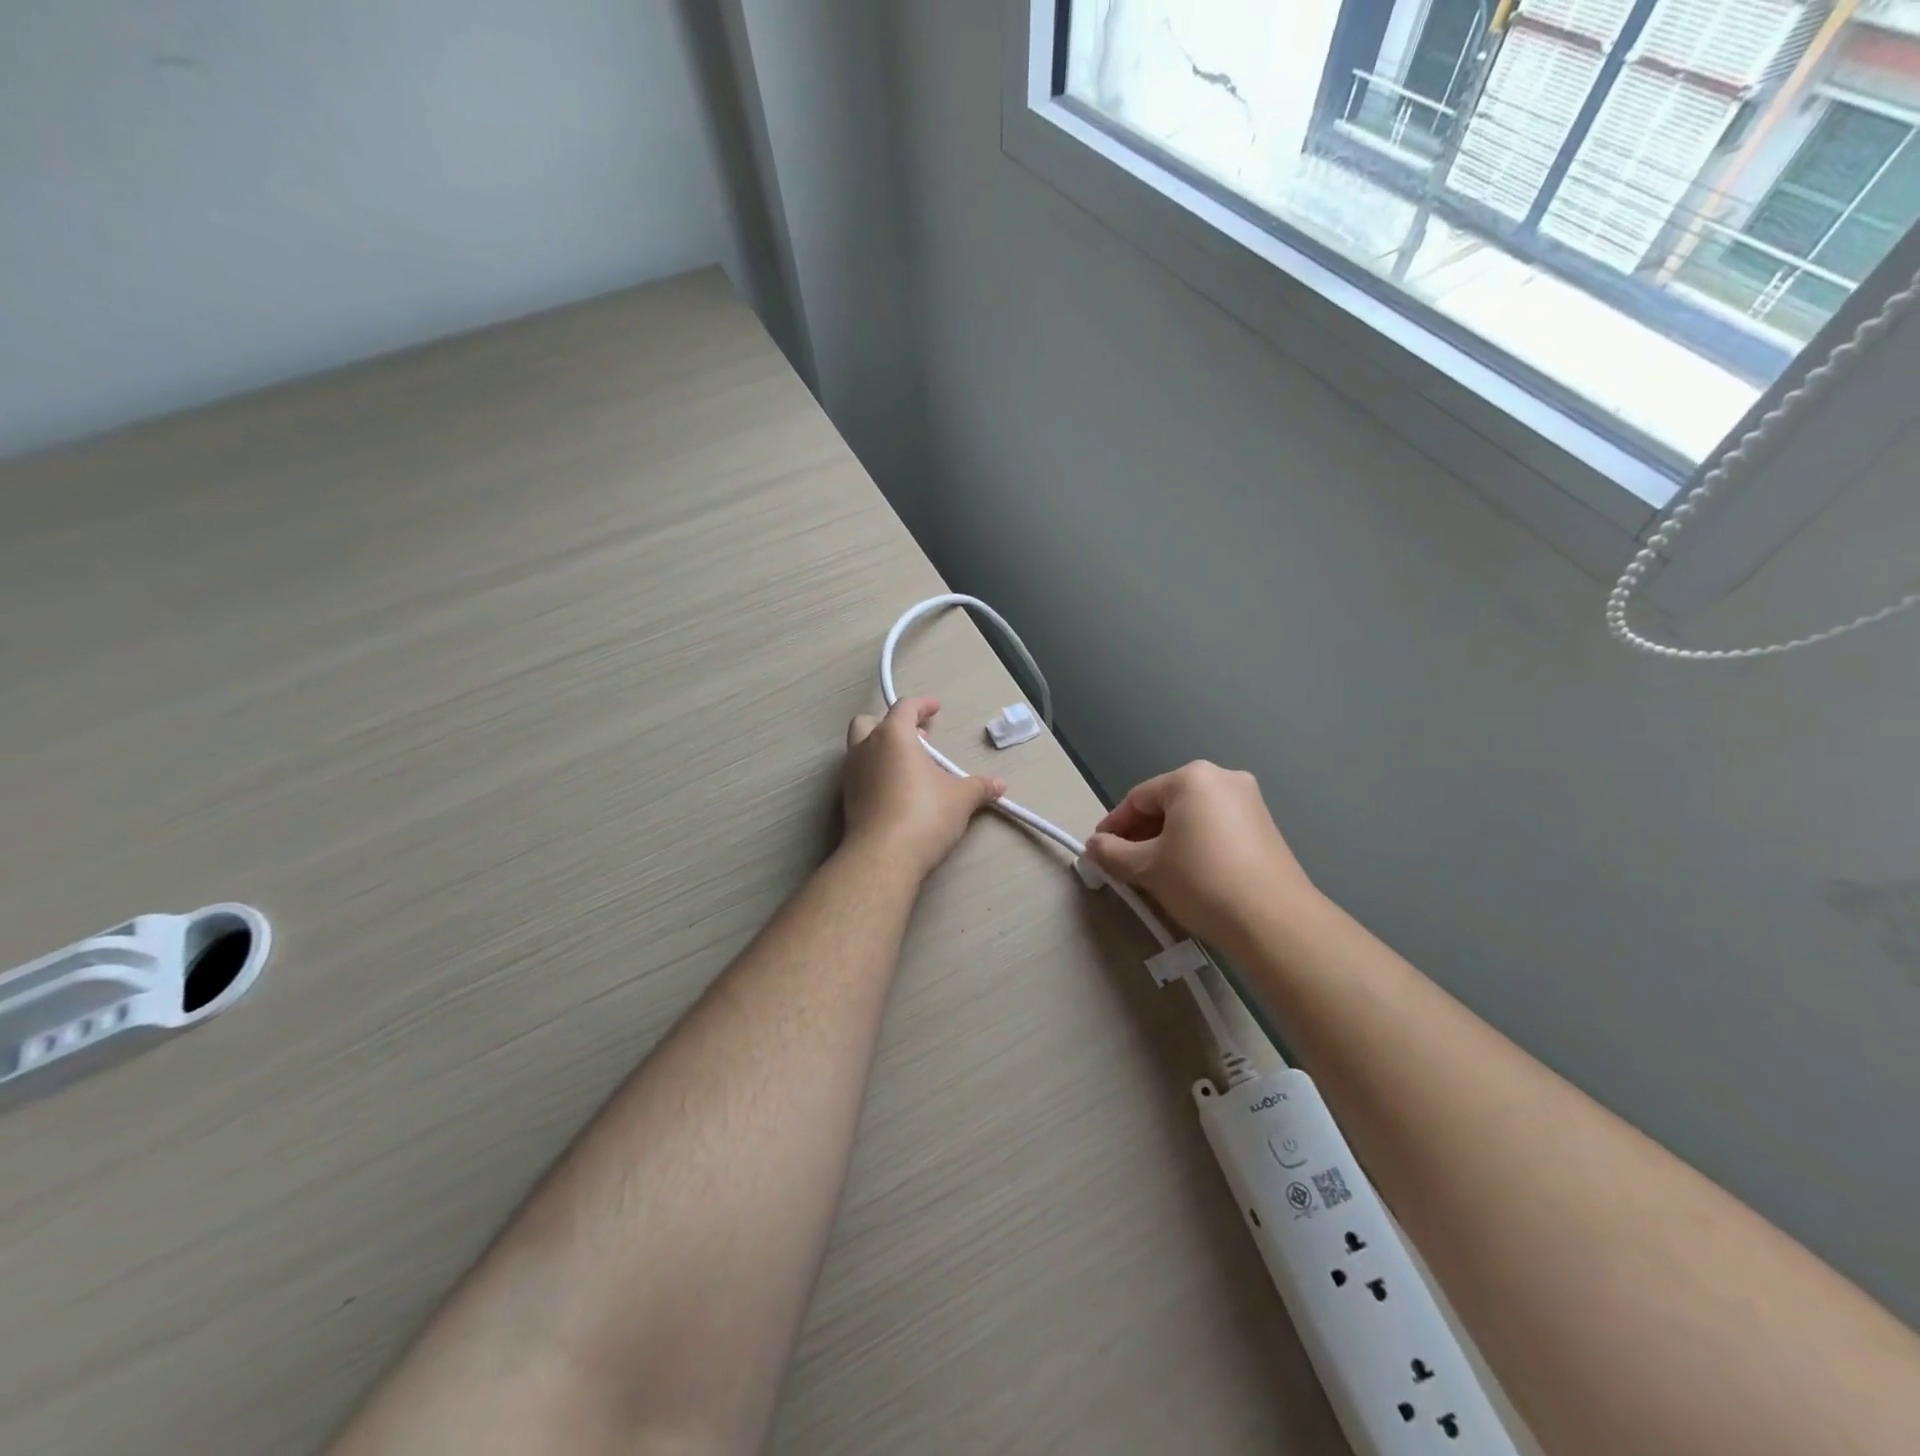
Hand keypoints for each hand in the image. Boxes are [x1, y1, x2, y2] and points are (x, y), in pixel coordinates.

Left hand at [842, 697, 1004, 879]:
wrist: (883, 857)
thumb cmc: (924, 814)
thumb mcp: (961, 798)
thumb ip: (979, 787)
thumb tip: (999, 784)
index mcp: (892, 736)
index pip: (904, 708)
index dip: (921, 705)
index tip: (935, 708)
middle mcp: (866, 749)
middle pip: (869, 722)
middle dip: (891, 724)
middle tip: (917, 738)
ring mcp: (851, 775)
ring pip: (861, 748)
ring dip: (882, 749)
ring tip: (910, 766)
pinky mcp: (847, 800)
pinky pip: (861, 774)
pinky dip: (876, 773)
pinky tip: (897, 790)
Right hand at [1083, 762, 1317, 951]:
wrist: (1274, 920)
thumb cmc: (1201, 881)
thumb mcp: (1147, 867)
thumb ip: (1111, 852)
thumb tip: (1092, 846)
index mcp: (1192, 778)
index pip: (1138, 798)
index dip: (1113, 825)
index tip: (1098, 851)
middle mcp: (1223, 778)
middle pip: (1166, 805)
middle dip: (1141, 834)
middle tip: (1123, 864)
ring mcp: (1250, 801)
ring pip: (1192, 817)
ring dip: (1167, 841)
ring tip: (1152, 873)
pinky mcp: (1266, 827)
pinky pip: (1216, 828)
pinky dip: (1194, 845)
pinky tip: (1187, 874)